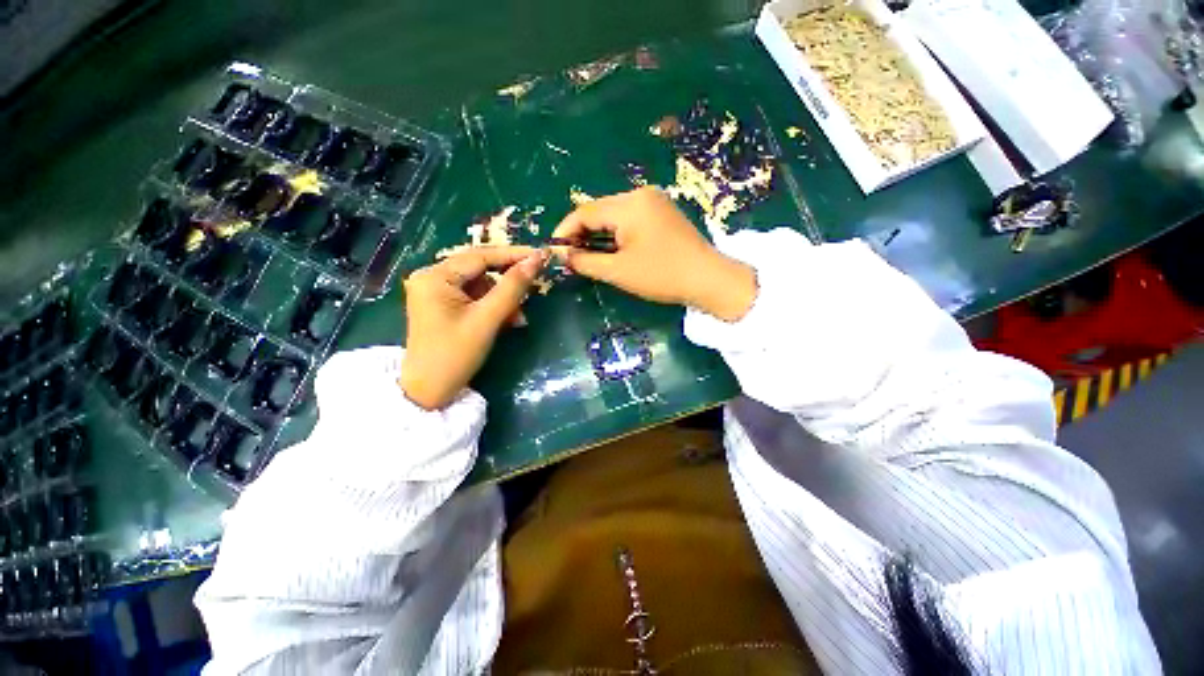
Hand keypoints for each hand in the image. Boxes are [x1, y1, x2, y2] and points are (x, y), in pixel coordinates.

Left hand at [400, 246, 546, 409]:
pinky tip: (507, 321)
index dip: (513, 255)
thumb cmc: (455, 355)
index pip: (481, 256)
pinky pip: (475, 297)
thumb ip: (512, 288)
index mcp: (435, 277)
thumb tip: (536, 260)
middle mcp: (432, 277)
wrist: (428, 392)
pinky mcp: (443, 306)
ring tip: (518, 319)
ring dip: (503, 299)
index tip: (541, 256)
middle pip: (480, 270)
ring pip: (481, 285)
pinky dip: (493, 307)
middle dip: (508, 282)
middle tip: (535, 286)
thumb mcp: (487, 320)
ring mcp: (437, 292)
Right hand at [552, 187, 756, 320]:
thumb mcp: (618, 271)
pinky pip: (629, 218)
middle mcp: (640, 194)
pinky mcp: (662, 212)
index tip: (553, 250)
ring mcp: (653, 201)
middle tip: (570, 257)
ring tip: (587, 255)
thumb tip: (563, 256)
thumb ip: (585, 261)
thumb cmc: (661, 275)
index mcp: (629, 204)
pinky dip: (615, 233)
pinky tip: (610, 249)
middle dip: (581, 233)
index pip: (585, 212)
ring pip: (613, 214)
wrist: (708, 279)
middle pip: (598, 210)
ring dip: (597, 234)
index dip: (565, 231)